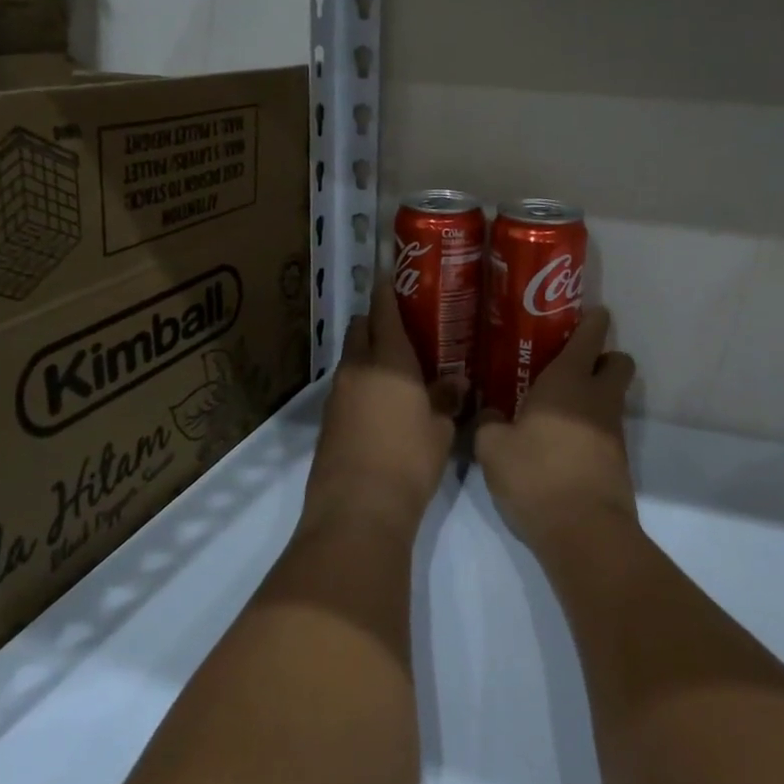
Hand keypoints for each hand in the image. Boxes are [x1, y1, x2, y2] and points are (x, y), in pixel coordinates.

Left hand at [304, 282, 462, 540]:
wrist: (357, 509)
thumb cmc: (408, 460)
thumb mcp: (440, 430)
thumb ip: (446, 399)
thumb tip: (455, 382)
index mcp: (388, 361)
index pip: (384, 312)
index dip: (387, 290)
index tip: (392, 274)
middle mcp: (357, 369)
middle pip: (361, 330)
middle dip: (376, 322)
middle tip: (404, 329)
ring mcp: (337, 395)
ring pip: (352, 359)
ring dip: (369, 355)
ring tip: (398, 369)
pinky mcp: (328, 420)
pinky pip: (346, 387)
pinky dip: (362, 383)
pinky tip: (382, 402)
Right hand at [475, 308, 637, 557]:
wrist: (585, 533)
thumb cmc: (536, 476)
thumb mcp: (492, 448)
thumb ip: (487, 423)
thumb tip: (489, 414)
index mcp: (568, 381)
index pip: (591, 335)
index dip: (592, 320)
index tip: (584, 314)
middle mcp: (597, 398)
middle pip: (619, 361)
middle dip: (603, 357)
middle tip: (569, 365)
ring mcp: (612, 431)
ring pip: (613, 397)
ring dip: (594, 395)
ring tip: (555, 408)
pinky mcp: (617, 461)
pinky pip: (606, 429)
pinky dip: (590, 428)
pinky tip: (560, 443)